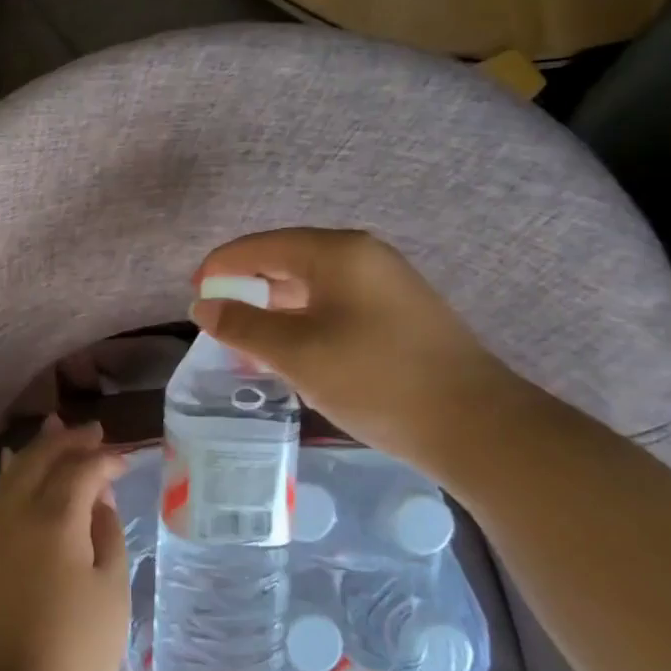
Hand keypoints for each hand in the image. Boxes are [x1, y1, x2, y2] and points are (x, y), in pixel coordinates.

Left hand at [0, 417, 130, 670]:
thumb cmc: (79, 647)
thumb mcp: (110, 587)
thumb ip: (106, 533)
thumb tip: (98, 499)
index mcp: (54, 517)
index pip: (81, 470)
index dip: (105, 459)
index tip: (126, 458)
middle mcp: (19, 513)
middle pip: (41, 458)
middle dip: (68, 440)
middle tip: (94, 431)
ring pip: (15, 471)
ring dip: (39, 449)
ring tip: (58, 430)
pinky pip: (1, 494)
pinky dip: (16, 472)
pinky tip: (20, 467)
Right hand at [191, 228, 520, 462]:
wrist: (475, 425)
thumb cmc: (376, 380)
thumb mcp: (297, 354)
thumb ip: (243, 326)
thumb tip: (202, 305)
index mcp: (338, 253)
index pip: (262, 246)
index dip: (222, 266)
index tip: (194, 293)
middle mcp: (363, 256)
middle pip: (288, 259)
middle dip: (248, 285)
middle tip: (217, 317)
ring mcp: (386, 283)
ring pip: (312, 284)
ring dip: (275, 306)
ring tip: (247, 337)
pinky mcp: (399, 312)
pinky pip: (335, 303)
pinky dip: (304, 319)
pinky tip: (292, 348)